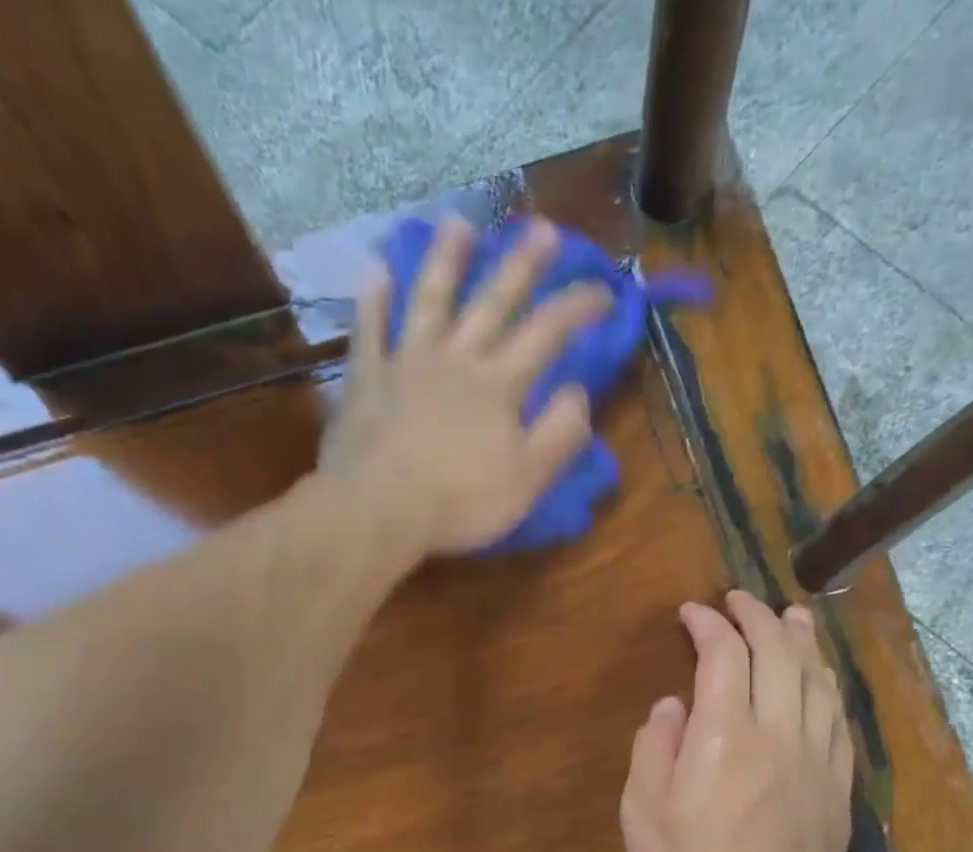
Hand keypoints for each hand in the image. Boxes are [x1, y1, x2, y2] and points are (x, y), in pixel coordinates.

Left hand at [320, 215, 611, 556]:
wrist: (379, 509)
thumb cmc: (460, 502)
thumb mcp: (528, 479)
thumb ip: (559, 433)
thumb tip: (578, 391)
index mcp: (500, 384)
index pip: (549, 331)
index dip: (579, 305)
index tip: (605, 290)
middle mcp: (456, 358)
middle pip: (493, 301)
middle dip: (522, 264)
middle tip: (542, 228)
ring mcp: (406, 362)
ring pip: (430, 299)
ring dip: (446, 259)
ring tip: (459, 222)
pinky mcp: (367, 378)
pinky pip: (369, 328)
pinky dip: (373, 299)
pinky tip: (377, 269)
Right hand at [620, 591, 854, 851]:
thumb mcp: (642, 812)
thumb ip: (654, 747)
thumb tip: (672, 705)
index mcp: (724, 736)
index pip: (724, 655)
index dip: (709, 624)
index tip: (692, 613)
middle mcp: (778, 735)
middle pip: (779, 655)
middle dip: (757, 618)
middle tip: (740, 600)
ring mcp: (815, 760)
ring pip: (817, 681)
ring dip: (802, 641)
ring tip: (791, 617)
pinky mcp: (837, 787)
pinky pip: (838, 720)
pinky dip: (827, 686)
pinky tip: (820, 677)